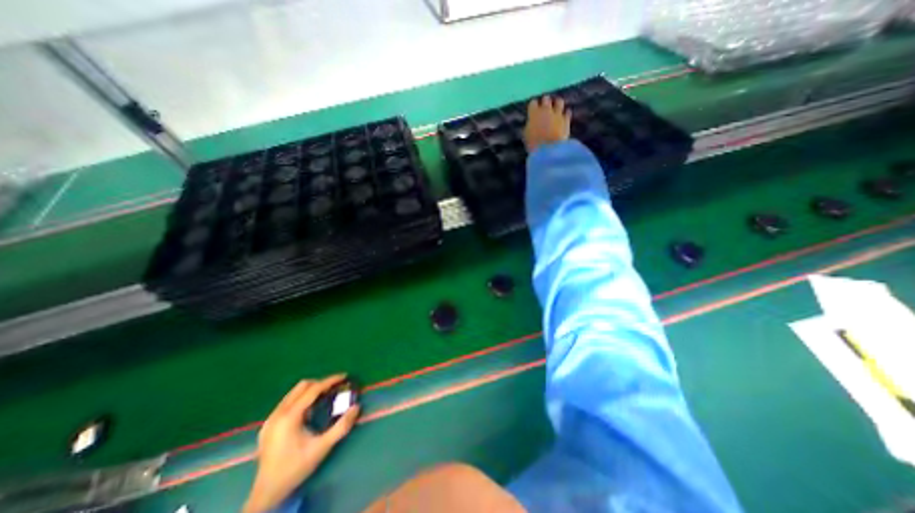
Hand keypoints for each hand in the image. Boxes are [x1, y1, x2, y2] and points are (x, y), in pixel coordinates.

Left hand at [242, 374, 360, 509]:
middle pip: (302, 386)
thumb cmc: (296, 468)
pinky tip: (308, 411)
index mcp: (290, 417)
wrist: (266, 493)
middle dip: (320, 384)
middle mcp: (278, 413)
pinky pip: (287, 402)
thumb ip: (341, 426)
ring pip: (293, 393)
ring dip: (310, 391)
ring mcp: (270, 419)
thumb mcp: (322, 447)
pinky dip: (301, 399)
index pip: (313, 389)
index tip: (345, 376)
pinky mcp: (267, 425)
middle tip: (335, 388)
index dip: (330, 380)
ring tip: (324, 397)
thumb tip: (357, 407)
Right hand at [521, 94, 569, 152]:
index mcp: (534, 113)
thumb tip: (531, 124)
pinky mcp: (566, 120)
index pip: (533, 103)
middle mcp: (546, 110)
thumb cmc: (534, 144)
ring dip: (557, 104)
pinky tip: (564, 117)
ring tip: (556, 109)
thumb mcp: (526, 136)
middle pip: (546, 99)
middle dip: (545, 103)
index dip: (533, 107)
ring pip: (559, 102)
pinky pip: (567, 113)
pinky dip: (565, 114)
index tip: (533, 111)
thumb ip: (529, 126)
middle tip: (544, 109)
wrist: (549, 149)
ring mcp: (557, 114)